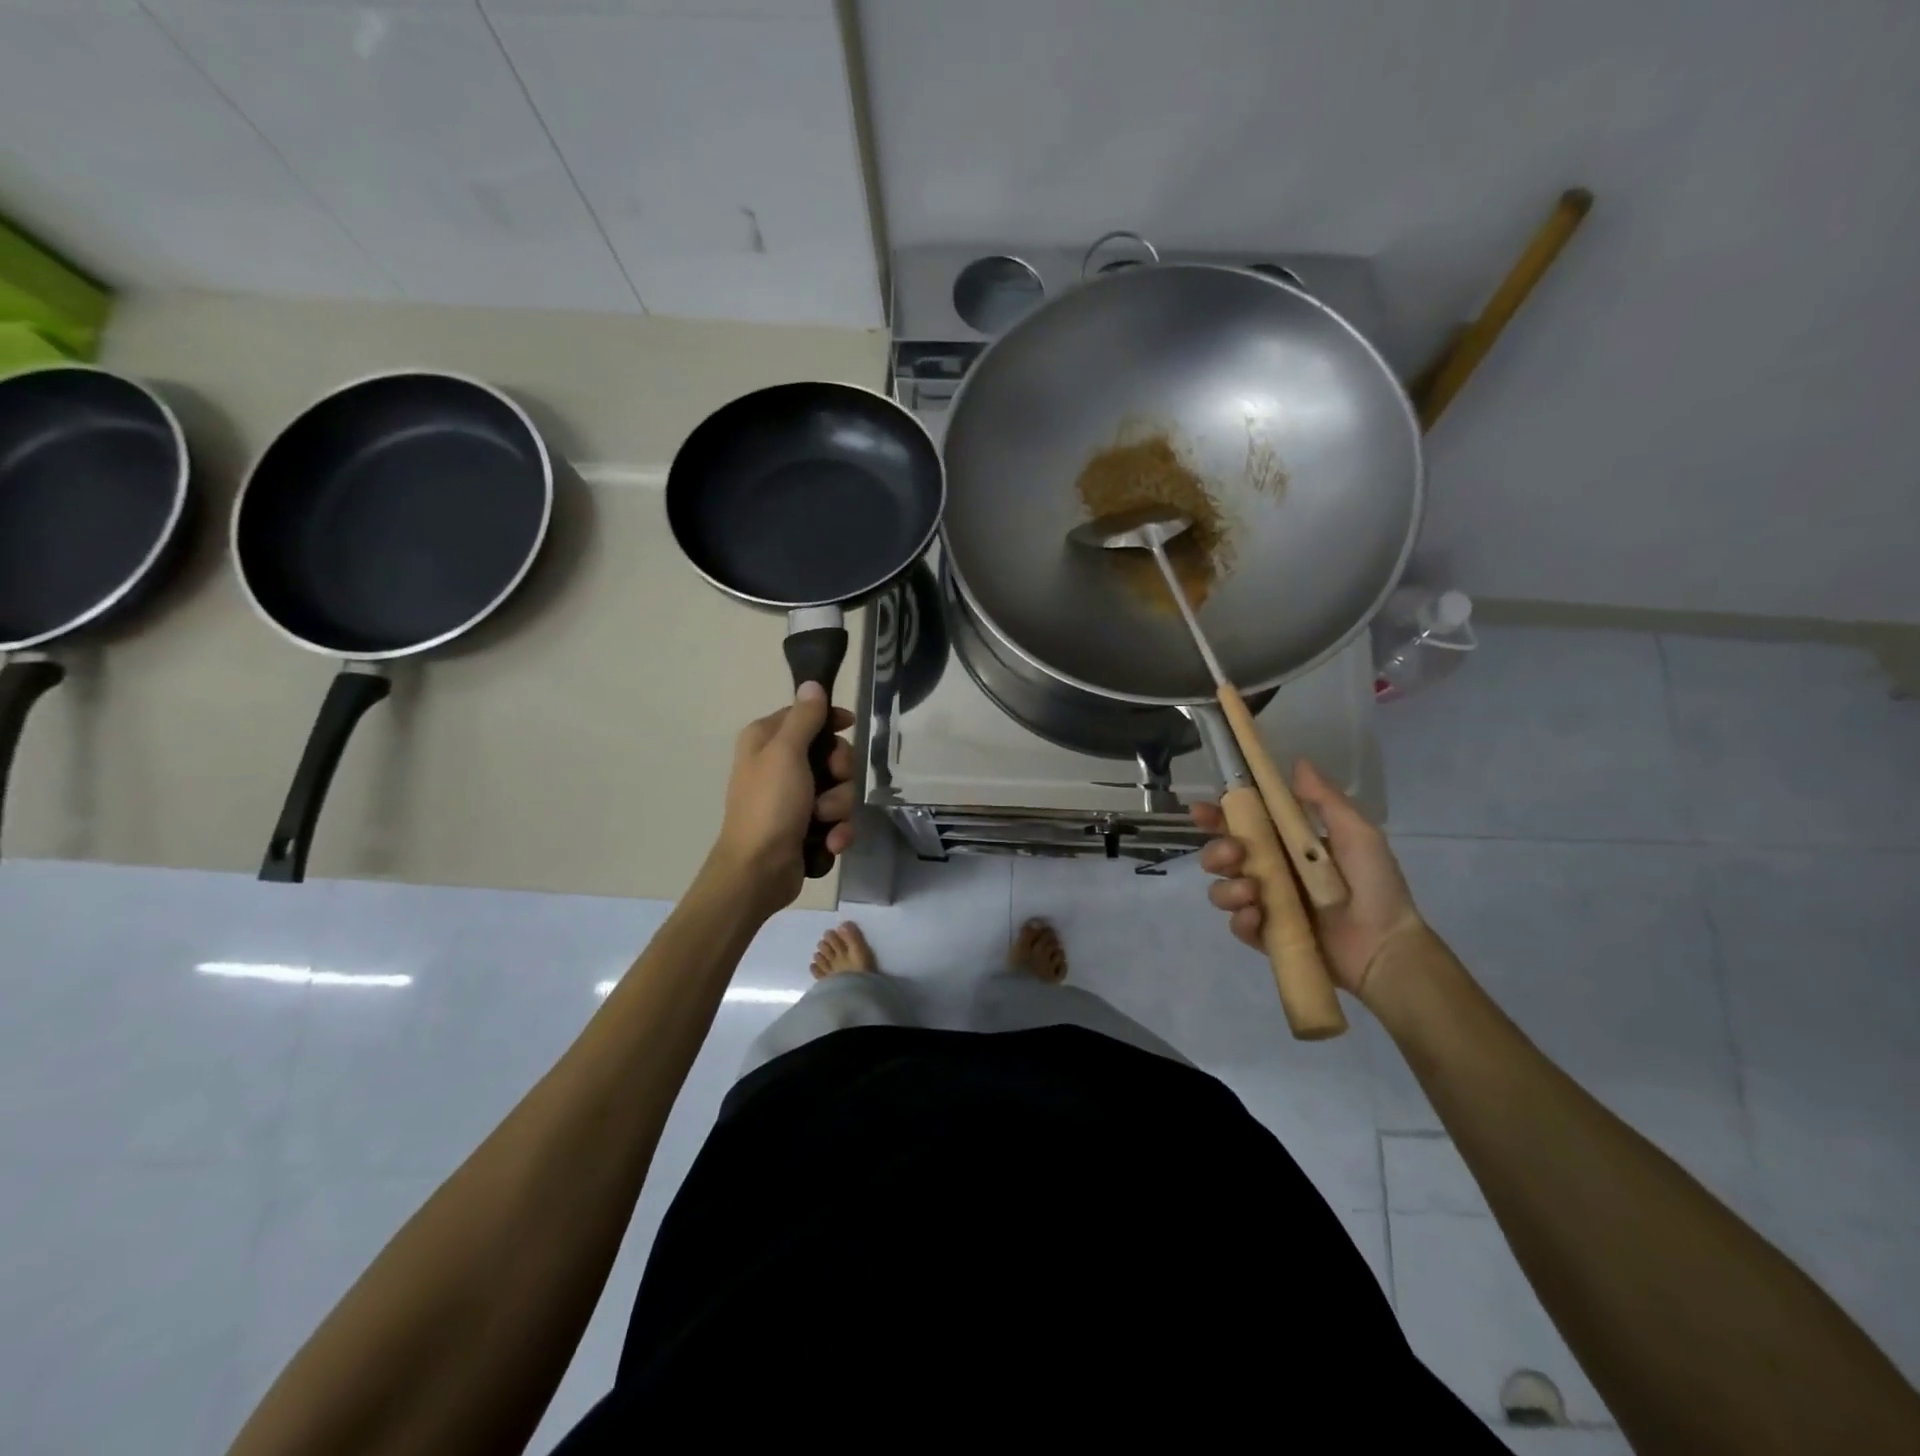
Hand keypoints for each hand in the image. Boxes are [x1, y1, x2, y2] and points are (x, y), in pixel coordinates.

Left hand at [712, 681, 855, 911]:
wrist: (758, 871)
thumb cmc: (769, 806)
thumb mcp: (786, 754)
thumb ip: (804, 718)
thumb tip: (812, 683)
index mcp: (766, 740)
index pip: (807, 715)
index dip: (831, 721)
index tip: (850, 726)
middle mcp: (779, 765)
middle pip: (831, 754)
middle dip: (840, 773)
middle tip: (833, 783)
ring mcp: (794, 799)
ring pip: (839, 789)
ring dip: (839, 807)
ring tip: (823, 822)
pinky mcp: (806, 827)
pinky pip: (837, 819)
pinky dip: (837, 830)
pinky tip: (830, 842)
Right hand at [1191, 759, 1423, 999]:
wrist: (1387, 946)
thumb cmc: (1375, 885)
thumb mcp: (1357, 834)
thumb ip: (1325, 800)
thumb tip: (1297, 762)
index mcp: (1284, 844)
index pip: (1240, 824)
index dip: (1216, 816)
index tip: (1202, 811)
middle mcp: (1268, 872)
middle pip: (1220, 857)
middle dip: (1217, 852)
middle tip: (1235, 855)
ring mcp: (1264, 906)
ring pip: (1221, 891)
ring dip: (1228, 889)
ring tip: (1253, 894)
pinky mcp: (1266, 937)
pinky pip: (1237, 926)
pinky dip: (1242, 920)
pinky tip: (1258, 917)